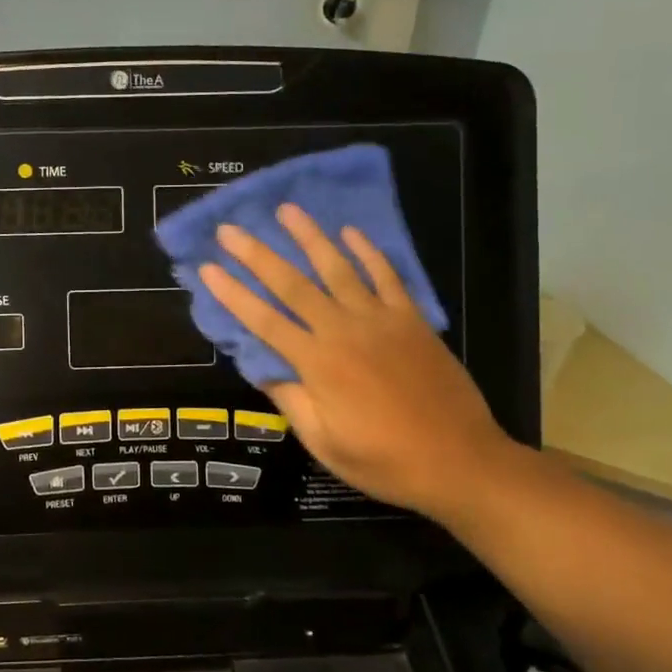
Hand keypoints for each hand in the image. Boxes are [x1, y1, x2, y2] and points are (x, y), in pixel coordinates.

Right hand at [199, 205, 518, 517]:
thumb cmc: (386, 461)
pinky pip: (387, 277)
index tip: (208, 268)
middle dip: (258, 255)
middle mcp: (343, 332)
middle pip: (293, 285)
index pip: (264, 321)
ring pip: (338, 269)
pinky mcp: (412, 320)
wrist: (462, 461)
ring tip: (287, 210)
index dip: (233, 294)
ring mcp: (381, 321)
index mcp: (318, 364)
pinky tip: (351, 232)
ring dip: (310, 238)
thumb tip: (264, 369)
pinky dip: (368, 252)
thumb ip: (292, 402)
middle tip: (230, 229)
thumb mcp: (325, 444)